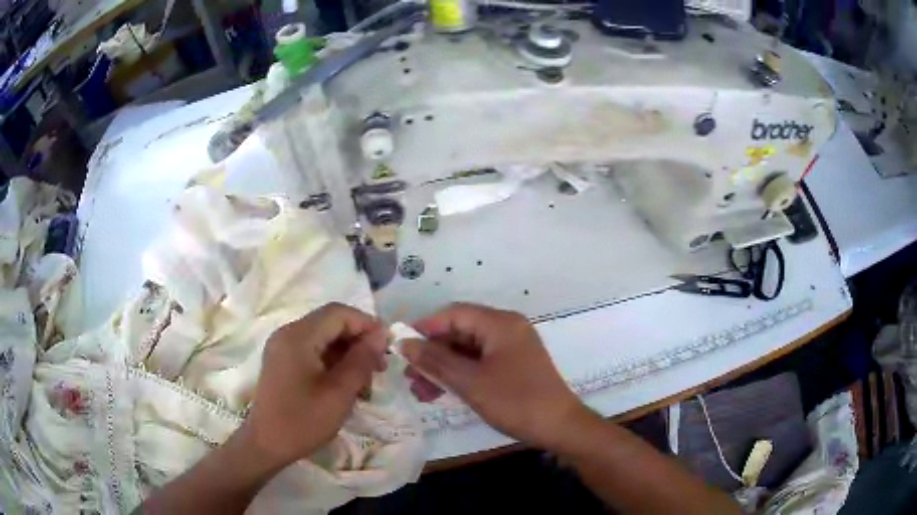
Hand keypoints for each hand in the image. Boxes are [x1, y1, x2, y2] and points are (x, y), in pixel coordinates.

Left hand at [241, 303, 386, 467]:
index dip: (366, 324)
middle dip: (358, 340)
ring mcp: (283, 347)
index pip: (338, 313)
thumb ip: (361, 360)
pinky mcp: (282, 361)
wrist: (266, 444)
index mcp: (298, 337)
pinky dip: (333, 361)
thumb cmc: (303, 421)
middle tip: (380, 367)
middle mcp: (288, 334)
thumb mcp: (339, 393)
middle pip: (330, 323)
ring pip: (323, 337)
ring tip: (366, 380)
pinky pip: (313, 350)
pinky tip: (346, 383)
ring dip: (347, 352)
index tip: (388, 347)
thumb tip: (381, 335)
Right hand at [401, 303, 586, 450]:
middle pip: (459, 332)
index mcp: (500, 324)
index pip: (453, 314)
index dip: (424, 328)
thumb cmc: (515, 401)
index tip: (401, 347)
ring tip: (420, 391)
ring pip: (467, 351)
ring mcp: (511, 348)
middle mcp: (506, 329)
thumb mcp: (470, 382)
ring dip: (443, 368)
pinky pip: (479, 363)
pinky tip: (441, 393)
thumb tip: (404, 344)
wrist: (559, 427)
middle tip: (408, 375)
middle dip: (432, 354)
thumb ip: (435, 361)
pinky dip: (460, 375)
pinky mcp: (512, 366)